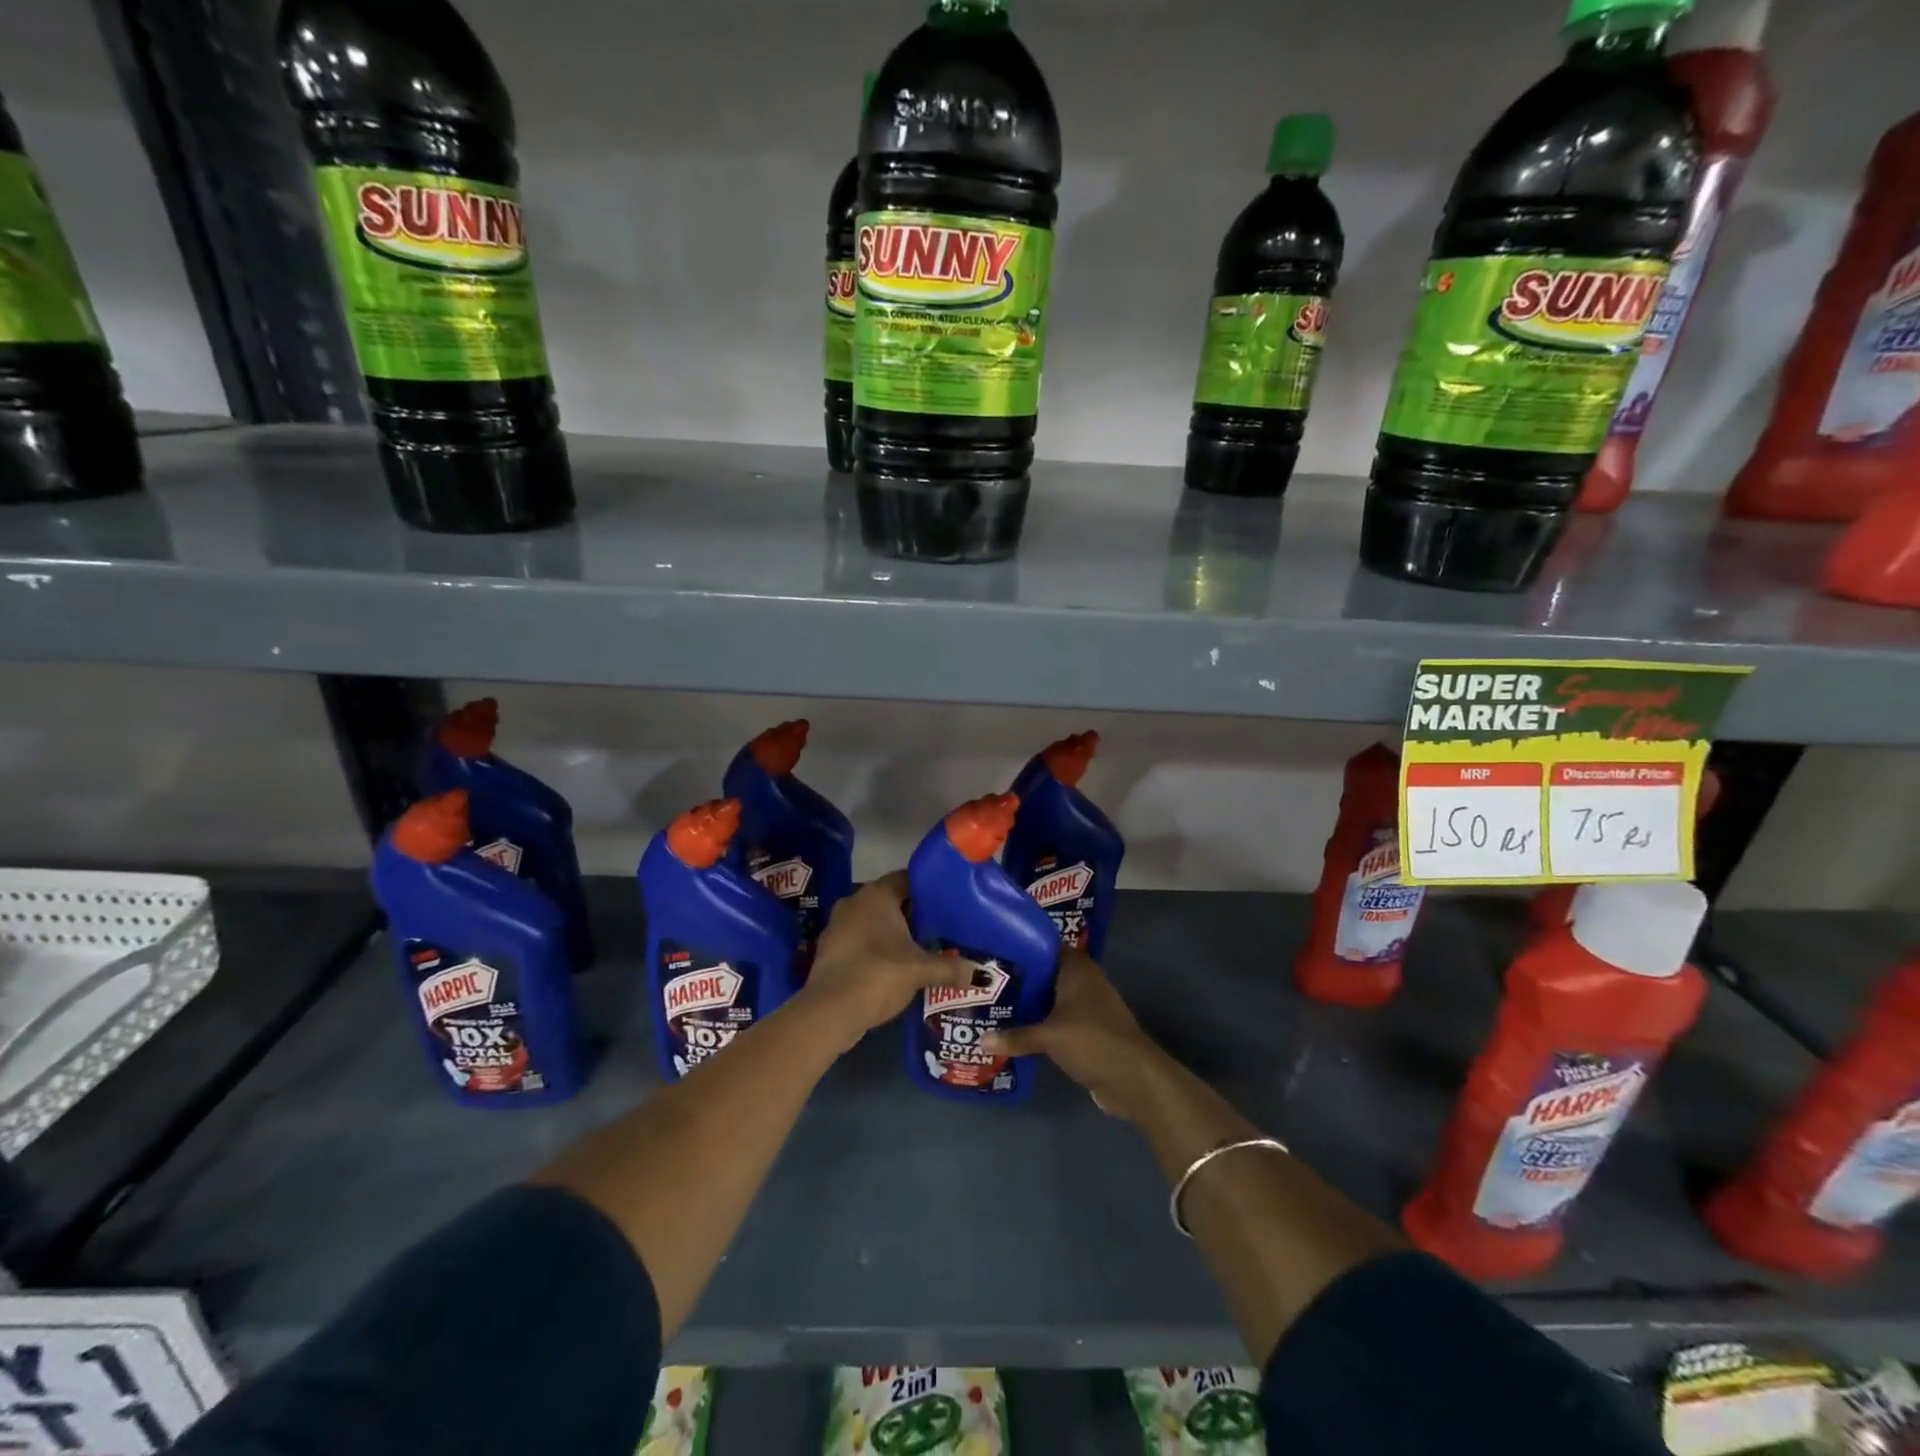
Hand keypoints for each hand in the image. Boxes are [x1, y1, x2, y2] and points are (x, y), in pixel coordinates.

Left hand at [801, 872, 968, 1052]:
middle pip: (892, 900)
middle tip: (942, 927)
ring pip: (875, 922)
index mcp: (876, 895)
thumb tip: (983, 973)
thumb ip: (951, 968)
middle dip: (914, 914)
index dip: (929, 889)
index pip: (907, 878)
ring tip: (923, 948)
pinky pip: (862, 940)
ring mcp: (838, 925)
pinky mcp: (831, 949)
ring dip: (895, 933)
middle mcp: (855, 901)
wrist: (829, 1011)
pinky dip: (878, 949)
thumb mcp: (920, 970)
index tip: (949, 902)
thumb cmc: (878, 975)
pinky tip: (897, 966)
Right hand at [982, 951, 1166, 1119]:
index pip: (1045, 946)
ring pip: (1050, 999)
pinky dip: (1039, 1025)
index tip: (992, 949)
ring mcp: (1087, 1008)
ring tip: (991, 1004)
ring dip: (1027, 1004)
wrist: (1134, 1079)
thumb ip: (1016, 1036)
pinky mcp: (1086, 1032)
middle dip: (1018, 978)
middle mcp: (1082, 982)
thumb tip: (982, 1041)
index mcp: (1077, 969)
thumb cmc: (1093, 1041)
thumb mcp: (1050, 1036)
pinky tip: (1013, 1031)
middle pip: (1045, 974)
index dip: (1020, 946)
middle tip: (983, 980)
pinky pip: (1056, 1022)